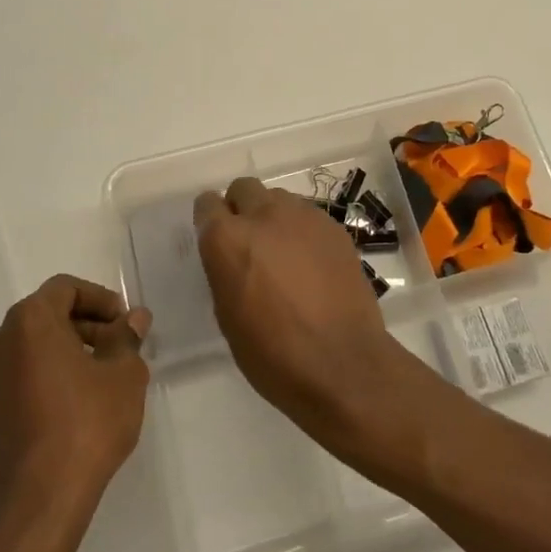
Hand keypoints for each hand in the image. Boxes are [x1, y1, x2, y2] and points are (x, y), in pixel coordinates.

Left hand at [0, 276, 150, 529]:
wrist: (35, 507)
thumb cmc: (86, 426)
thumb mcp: (124, 376)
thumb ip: (126, 339)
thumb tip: (133, 318)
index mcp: (29, 323)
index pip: (65, 289)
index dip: (99, 299)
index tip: (124, 323)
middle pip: (41, 321)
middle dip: (80, 330)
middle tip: (113, 353)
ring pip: (22, 357)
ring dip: (54, 361)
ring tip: (88, 388)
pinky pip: (7, 393)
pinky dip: (33, 392)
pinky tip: (59, 420)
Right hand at [193, 178, 400, 427]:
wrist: (343, 363)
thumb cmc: (273, 354)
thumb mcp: (228, 316)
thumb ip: (224, 271)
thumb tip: (232, 257)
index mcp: (228, 239)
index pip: (207, 204)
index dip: (210, 221)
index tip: (216, 240)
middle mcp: (264, 215)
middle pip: (244, 188)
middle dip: (242, 209)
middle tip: (250, 244)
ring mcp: (304, 217)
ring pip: (279, 198)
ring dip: (274, 218)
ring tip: (285, 255)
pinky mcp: (335, 227)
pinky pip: (309, 216)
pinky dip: (303, 232)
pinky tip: (312, 265)